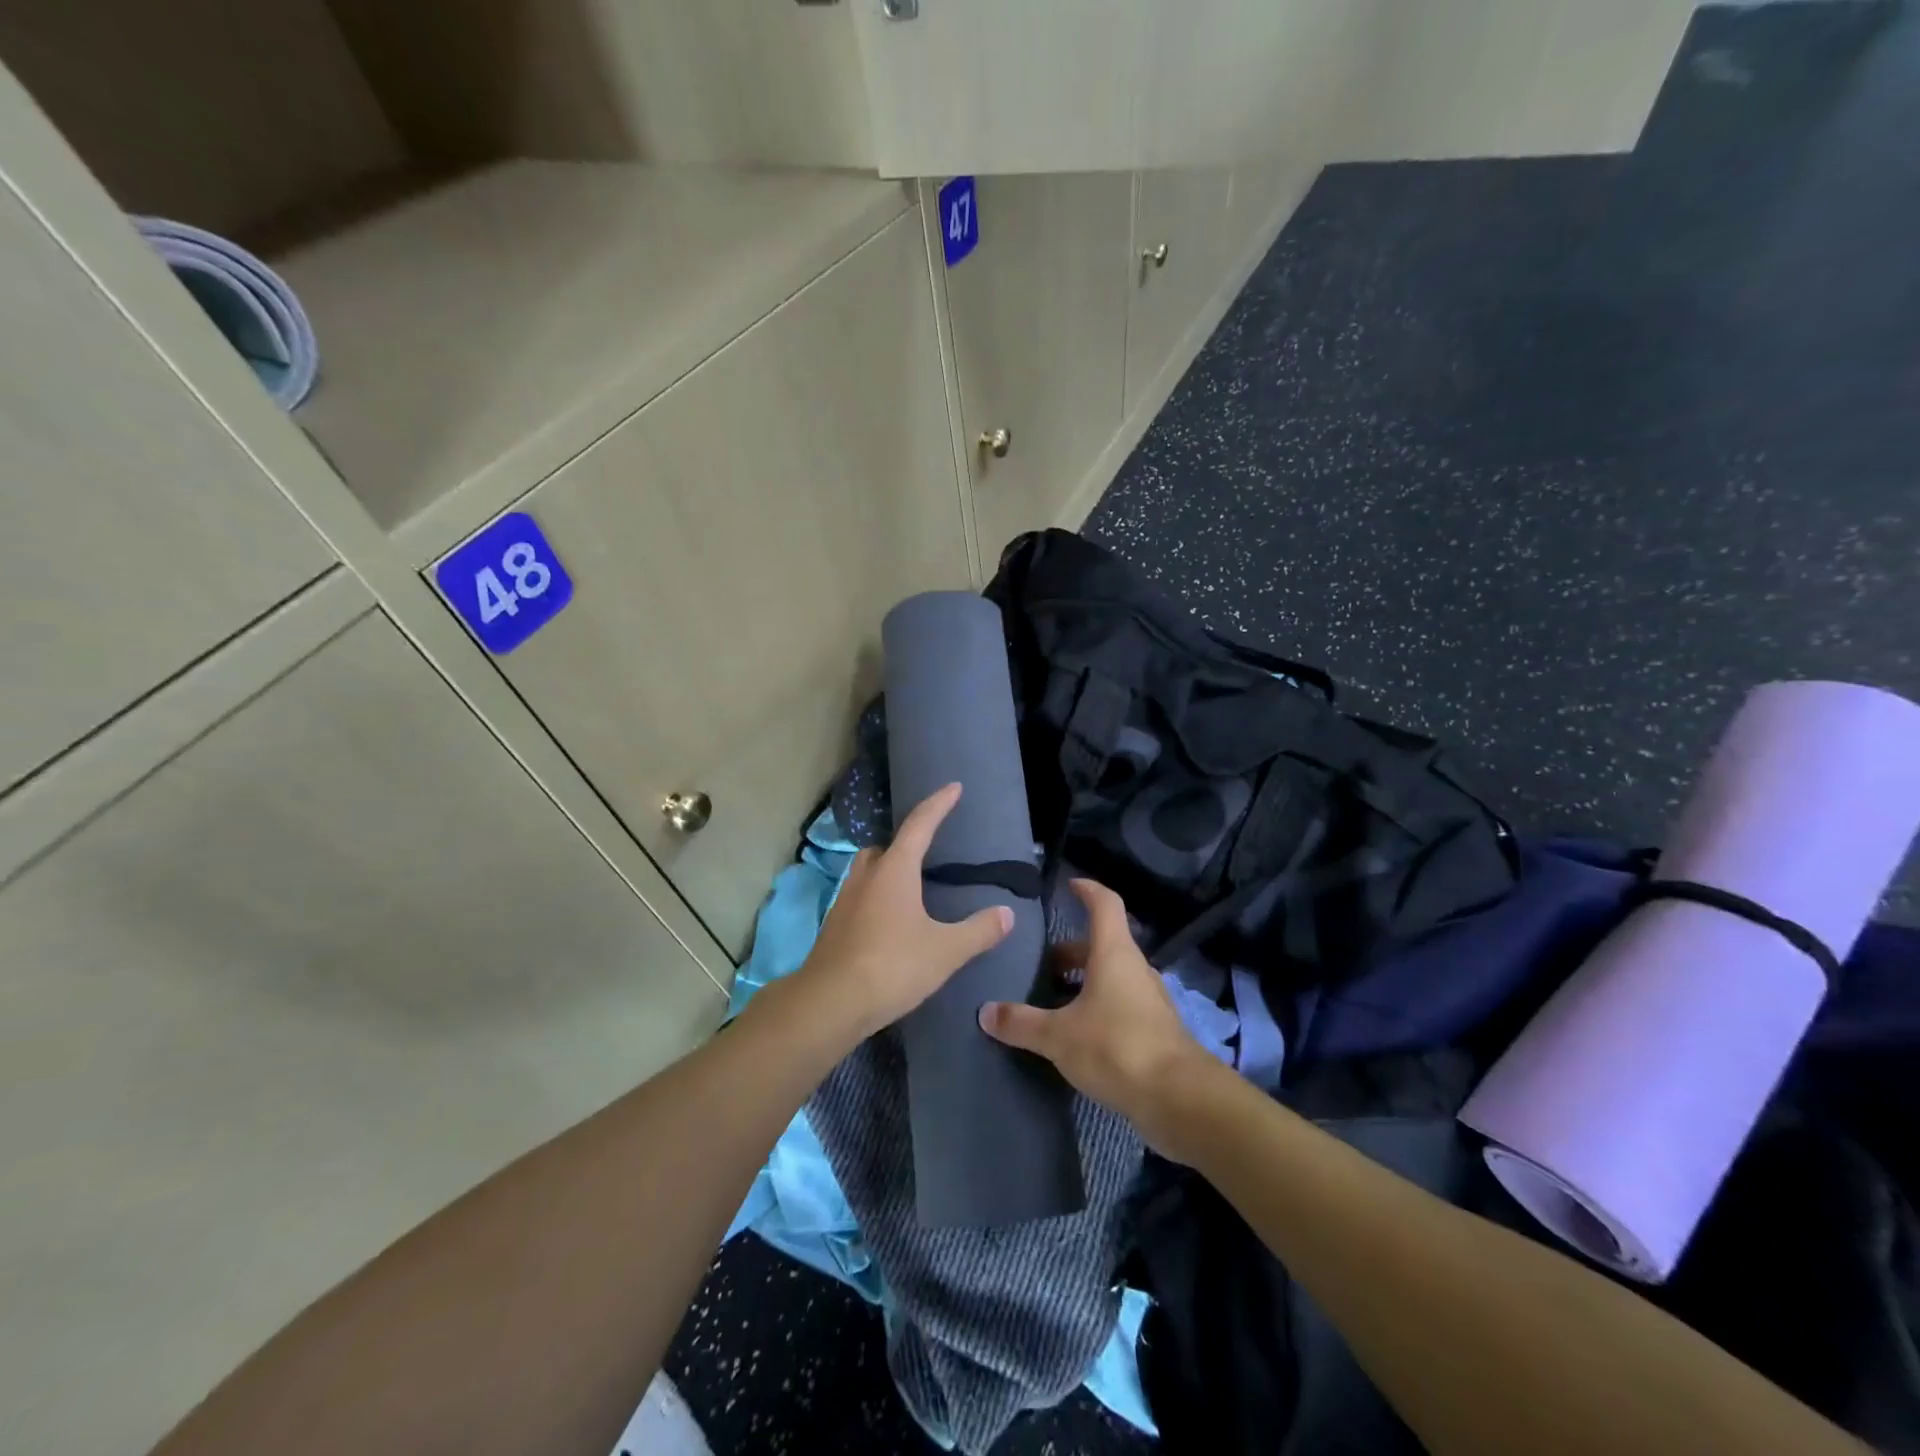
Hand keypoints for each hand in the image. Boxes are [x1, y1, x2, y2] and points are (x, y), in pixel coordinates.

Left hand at [791, 783, 1012, 1042]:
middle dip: (906, 842)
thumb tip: (1007, 914)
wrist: (830, 1003)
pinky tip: (891, 923)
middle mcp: (867, 876)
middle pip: (886, 847)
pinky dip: (877, 898)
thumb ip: (978, 931)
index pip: (920, 825)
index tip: (953, 787)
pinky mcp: (835, 927)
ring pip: (868, 872)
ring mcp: (845, 901)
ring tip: (911, 888)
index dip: (938, 804)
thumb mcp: (945, 950)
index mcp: (895, 870)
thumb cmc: (892, 966)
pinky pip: (860, 898)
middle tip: (927, 850)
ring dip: (888, 871)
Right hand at [978, 878, 1220, 1157]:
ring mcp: (1149, 1000)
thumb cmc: (1116, 1047)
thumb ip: (1021, 1023)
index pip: (1104, 904)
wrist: (1179, 1098)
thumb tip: (984, 1012)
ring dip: (1085, 981)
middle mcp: (1135, 969)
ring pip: (1113, 976)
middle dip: (1072, 950)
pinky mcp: (1156, 1030)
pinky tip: (1078, 1034)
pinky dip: (1099, 1007)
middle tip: (1042, 963)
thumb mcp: (1058, 1036)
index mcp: (1114, 953)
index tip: (1070, 885)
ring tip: (1054, 1000)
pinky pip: (1122, 1004)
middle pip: (1103, 944)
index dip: (1087, 890)